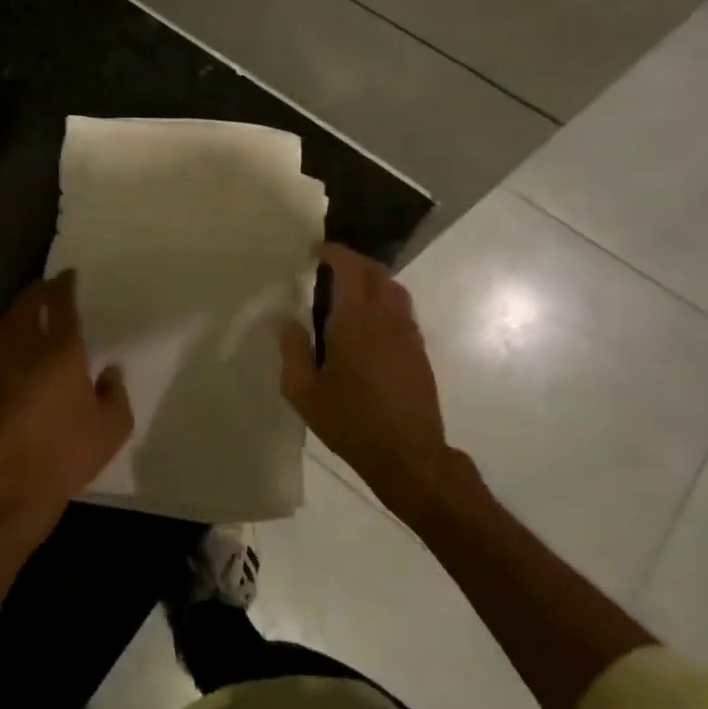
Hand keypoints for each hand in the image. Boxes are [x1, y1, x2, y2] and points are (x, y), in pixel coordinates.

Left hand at [0, 272, 132, 531]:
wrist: (15, 484)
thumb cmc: (70, 452)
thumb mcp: (113, 426)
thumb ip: (115, 392)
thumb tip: (110, 371)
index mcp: (61, 351)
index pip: (60, 304)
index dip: (63, 286)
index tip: (68, 276)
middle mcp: (26, 349)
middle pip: (25, 305)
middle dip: (36, 291)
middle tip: (46, 288)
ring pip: (1, 325)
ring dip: (13, 312)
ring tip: (24, 313)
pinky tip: (3, 352)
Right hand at [279, 244, 456, 506]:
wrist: (409, 457)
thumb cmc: (351, 423)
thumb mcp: (303, 392)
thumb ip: (293, 350)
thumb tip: (289, 320)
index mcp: (356, 321)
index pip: (351, 268)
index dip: (334, 253)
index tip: (315, 251)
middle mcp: (387, 318)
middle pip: (377, 272)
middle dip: (354, 261)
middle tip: (329, 266)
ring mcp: (408, 334)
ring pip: (394, 289)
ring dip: (372, 280)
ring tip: (348, 291)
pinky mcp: (419, 351)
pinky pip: (402, 311)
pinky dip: (384, 301)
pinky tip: (367, 323)